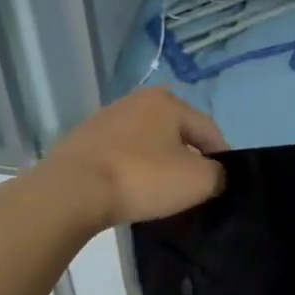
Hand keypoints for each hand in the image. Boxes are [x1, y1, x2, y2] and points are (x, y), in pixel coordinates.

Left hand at [41, 90, 228, 226]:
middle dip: (188, 157)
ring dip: (158, 163)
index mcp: (167, 102)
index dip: (222, 156)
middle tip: (194, 187)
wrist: (71, 192)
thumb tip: (215, 174)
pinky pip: (120, 156)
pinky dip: (131, 170)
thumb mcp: (197, 180)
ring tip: (161, 192)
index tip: (224, 182)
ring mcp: (104, 120)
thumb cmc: (142, 178)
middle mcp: (135, 101)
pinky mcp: (81, 142)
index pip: (207, 128)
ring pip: (146, 143)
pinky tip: (130, 191)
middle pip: (175, 133)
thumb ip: (218, 174)